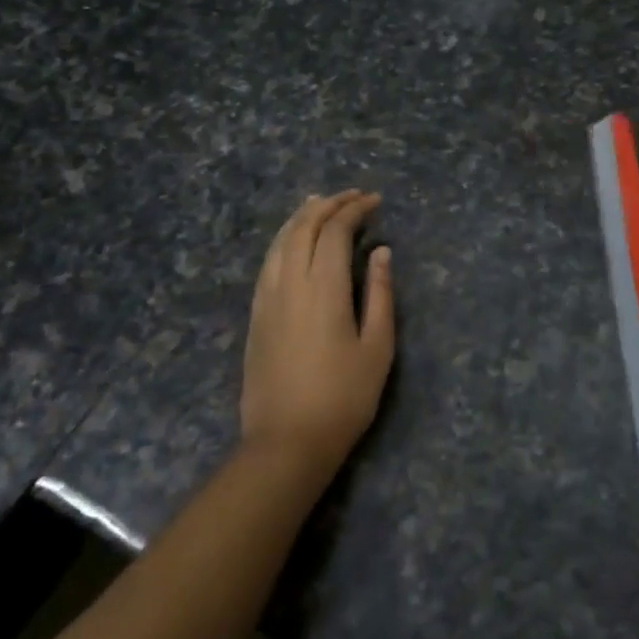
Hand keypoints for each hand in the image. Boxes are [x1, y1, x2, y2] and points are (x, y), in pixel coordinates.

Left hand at [240, 191, 395, 475]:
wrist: (286, 442)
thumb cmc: (344, 397)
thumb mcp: (377, 347)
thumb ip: (381, 294)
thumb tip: (382, 252)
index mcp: (324, 288)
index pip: (335, 231)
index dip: (355, 210)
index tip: (375, 201)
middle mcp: (290, 283)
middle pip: (304, 227)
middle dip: (329, 205)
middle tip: (353, 196)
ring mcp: (267, 298)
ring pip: (280, 241)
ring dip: (302, 216)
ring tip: (320, 203)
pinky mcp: (256, 314)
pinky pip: (268, 262)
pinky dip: (283, 239)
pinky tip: (293, 241)